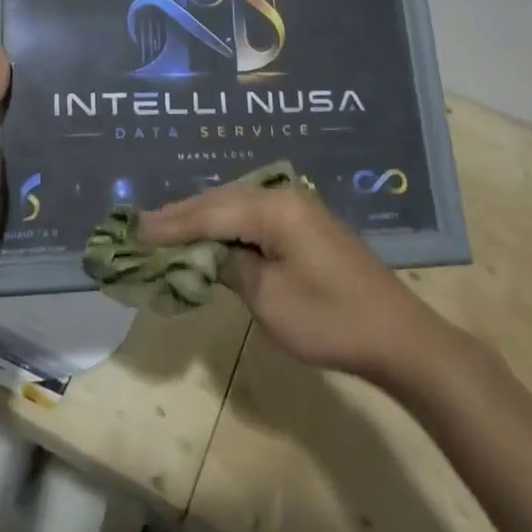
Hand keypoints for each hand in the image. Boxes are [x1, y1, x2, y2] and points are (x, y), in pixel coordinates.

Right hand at [139, 184, 441, 382]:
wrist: (397, 336)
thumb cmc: (330, 320)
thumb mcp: (268, 299)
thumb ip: (229, 267)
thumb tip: (206, 253)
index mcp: (273, 208)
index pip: (209, 213)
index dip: (170, 224)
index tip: (134, 230)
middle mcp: (283, 196)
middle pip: (220, 201)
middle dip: (181, 215)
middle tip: (141, 226)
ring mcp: (297, 207)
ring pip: (236, 204)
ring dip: (202, 217)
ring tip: (166, 227)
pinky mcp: (305, 224)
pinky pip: (253, 215)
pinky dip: (225, 224)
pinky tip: (210, 232)